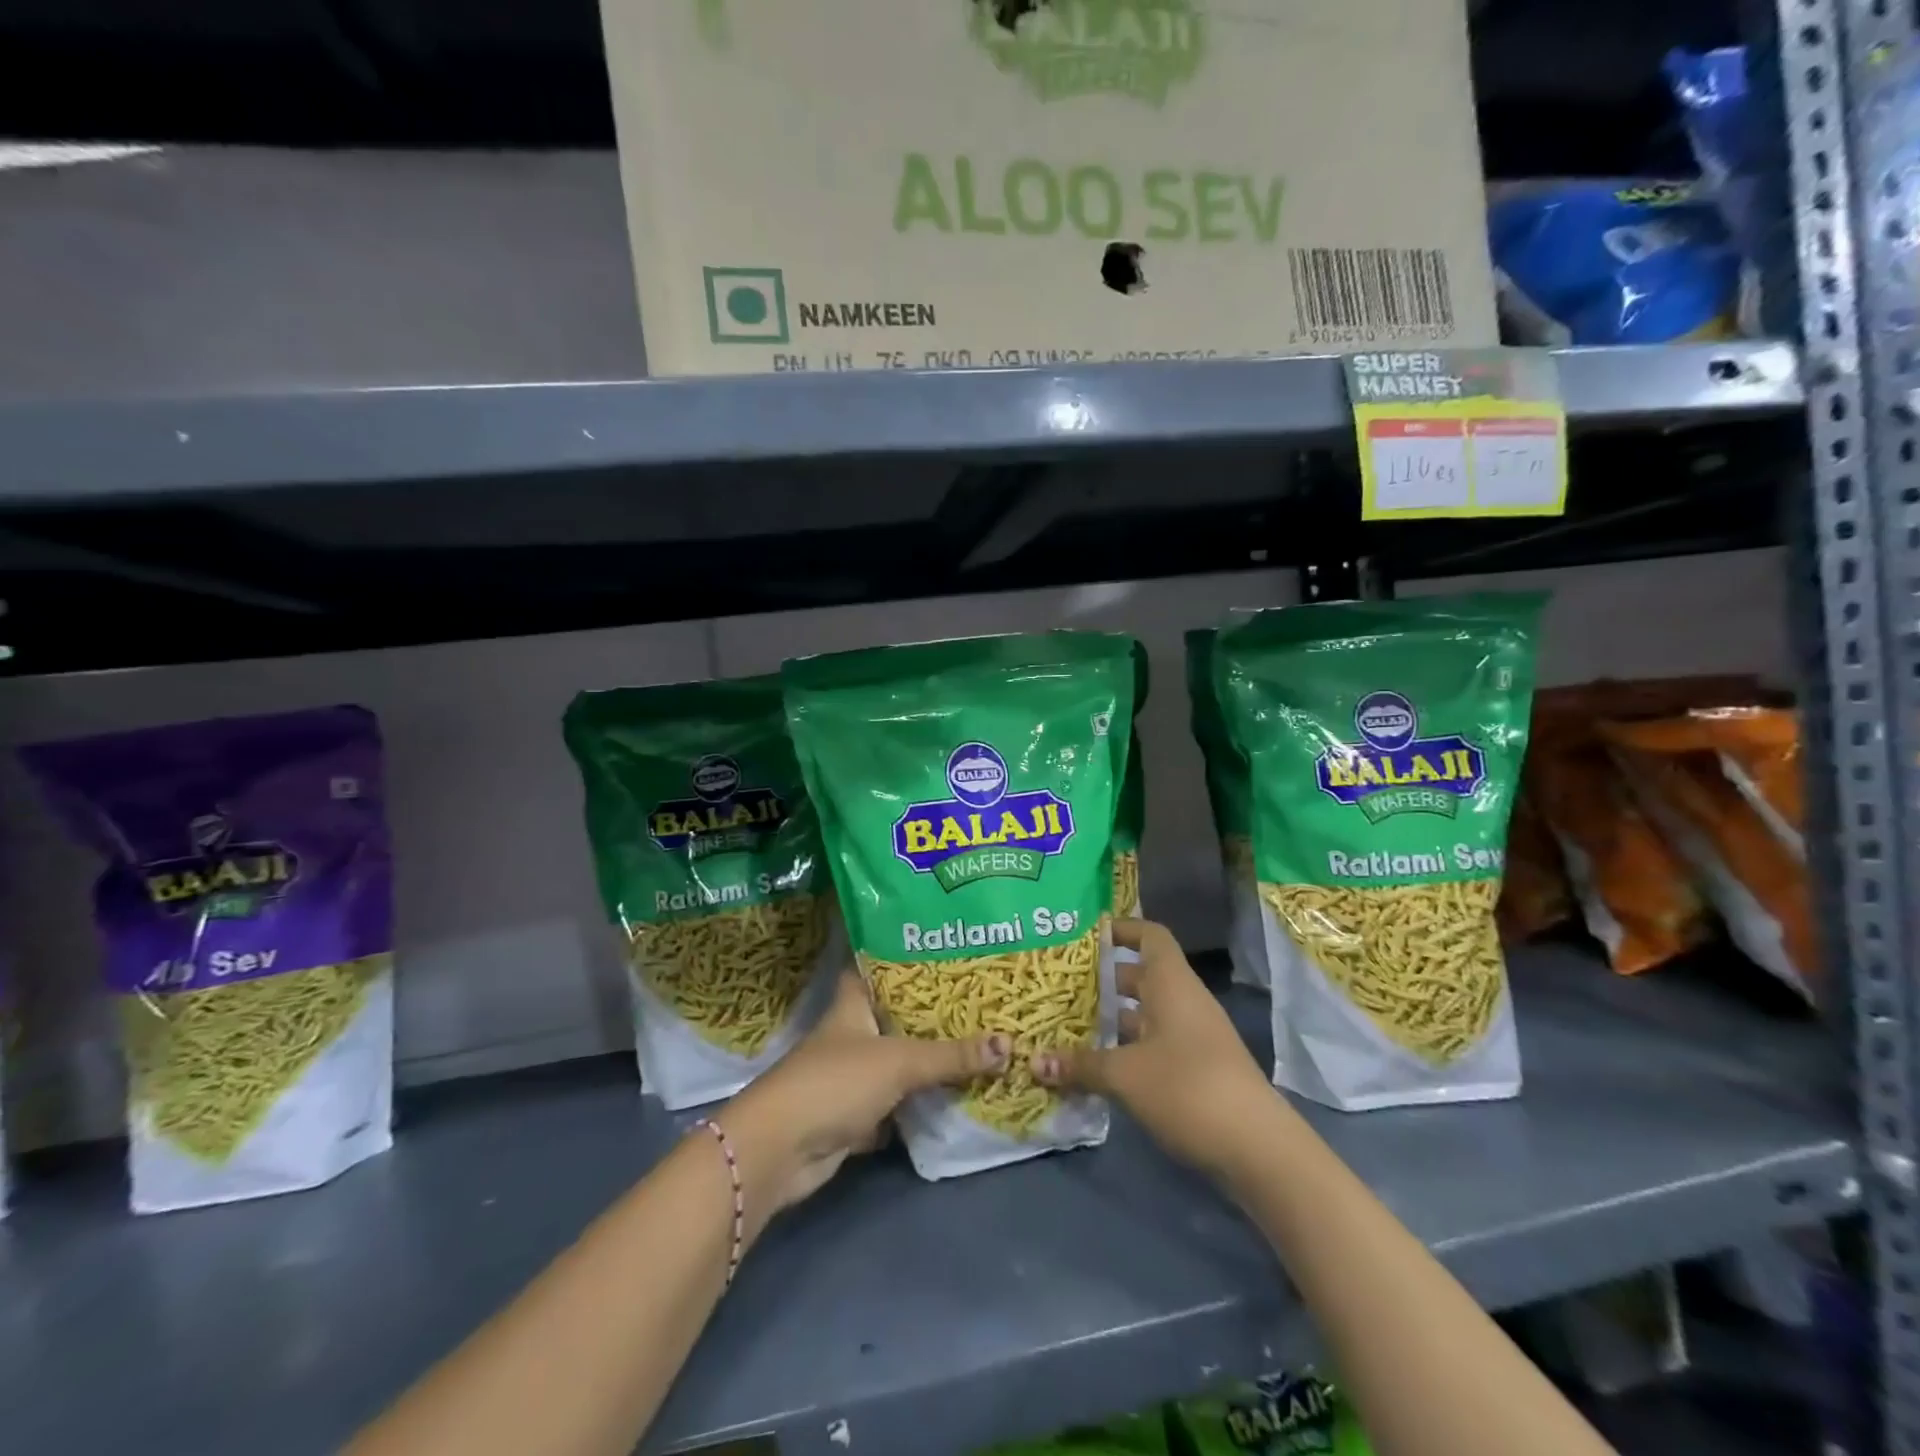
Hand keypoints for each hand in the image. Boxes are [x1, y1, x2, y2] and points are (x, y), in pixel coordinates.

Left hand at [726, 969, 1008, 1216]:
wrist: (782, 1150)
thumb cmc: (835, 1082)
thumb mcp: (899, 1062)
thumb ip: (951, 1056)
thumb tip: (1008, 1045)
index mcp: (852, 1005)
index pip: (873, 966)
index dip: (899, 954)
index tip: (936, 943)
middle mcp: (850, 1035)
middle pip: (893, 1016)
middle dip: (928, 1011)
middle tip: (975, 997)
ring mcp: (850, 1077)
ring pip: (896, 1061)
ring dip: (926, 1060)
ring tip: (975, 1041)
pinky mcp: (853, 1116)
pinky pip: (894, 1104)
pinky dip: (917, 1104)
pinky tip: (953, 1096)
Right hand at [1032, 918, 1279, 1179]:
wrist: (1258, 1148)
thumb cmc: (1187, 1088)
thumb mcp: (1125, 1075)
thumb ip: (1080, 1065)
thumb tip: (1034, 1062)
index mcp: (1171, 983)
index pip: (1149, 935)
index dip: (1121, 928)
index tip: (1086, 935)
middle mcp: (1183, 1001)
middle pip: (1141, 976)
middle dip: (1103, 979)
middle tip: (1061, 984)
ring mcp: (1193, 1036)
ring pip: (1146, 1013)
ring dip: (1112, 1019)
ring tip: (1068, 1024)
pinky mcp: (1196, 1070)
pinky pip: (1154, 1044)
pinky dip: (1127, 1048)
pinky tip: (1096, 1066)